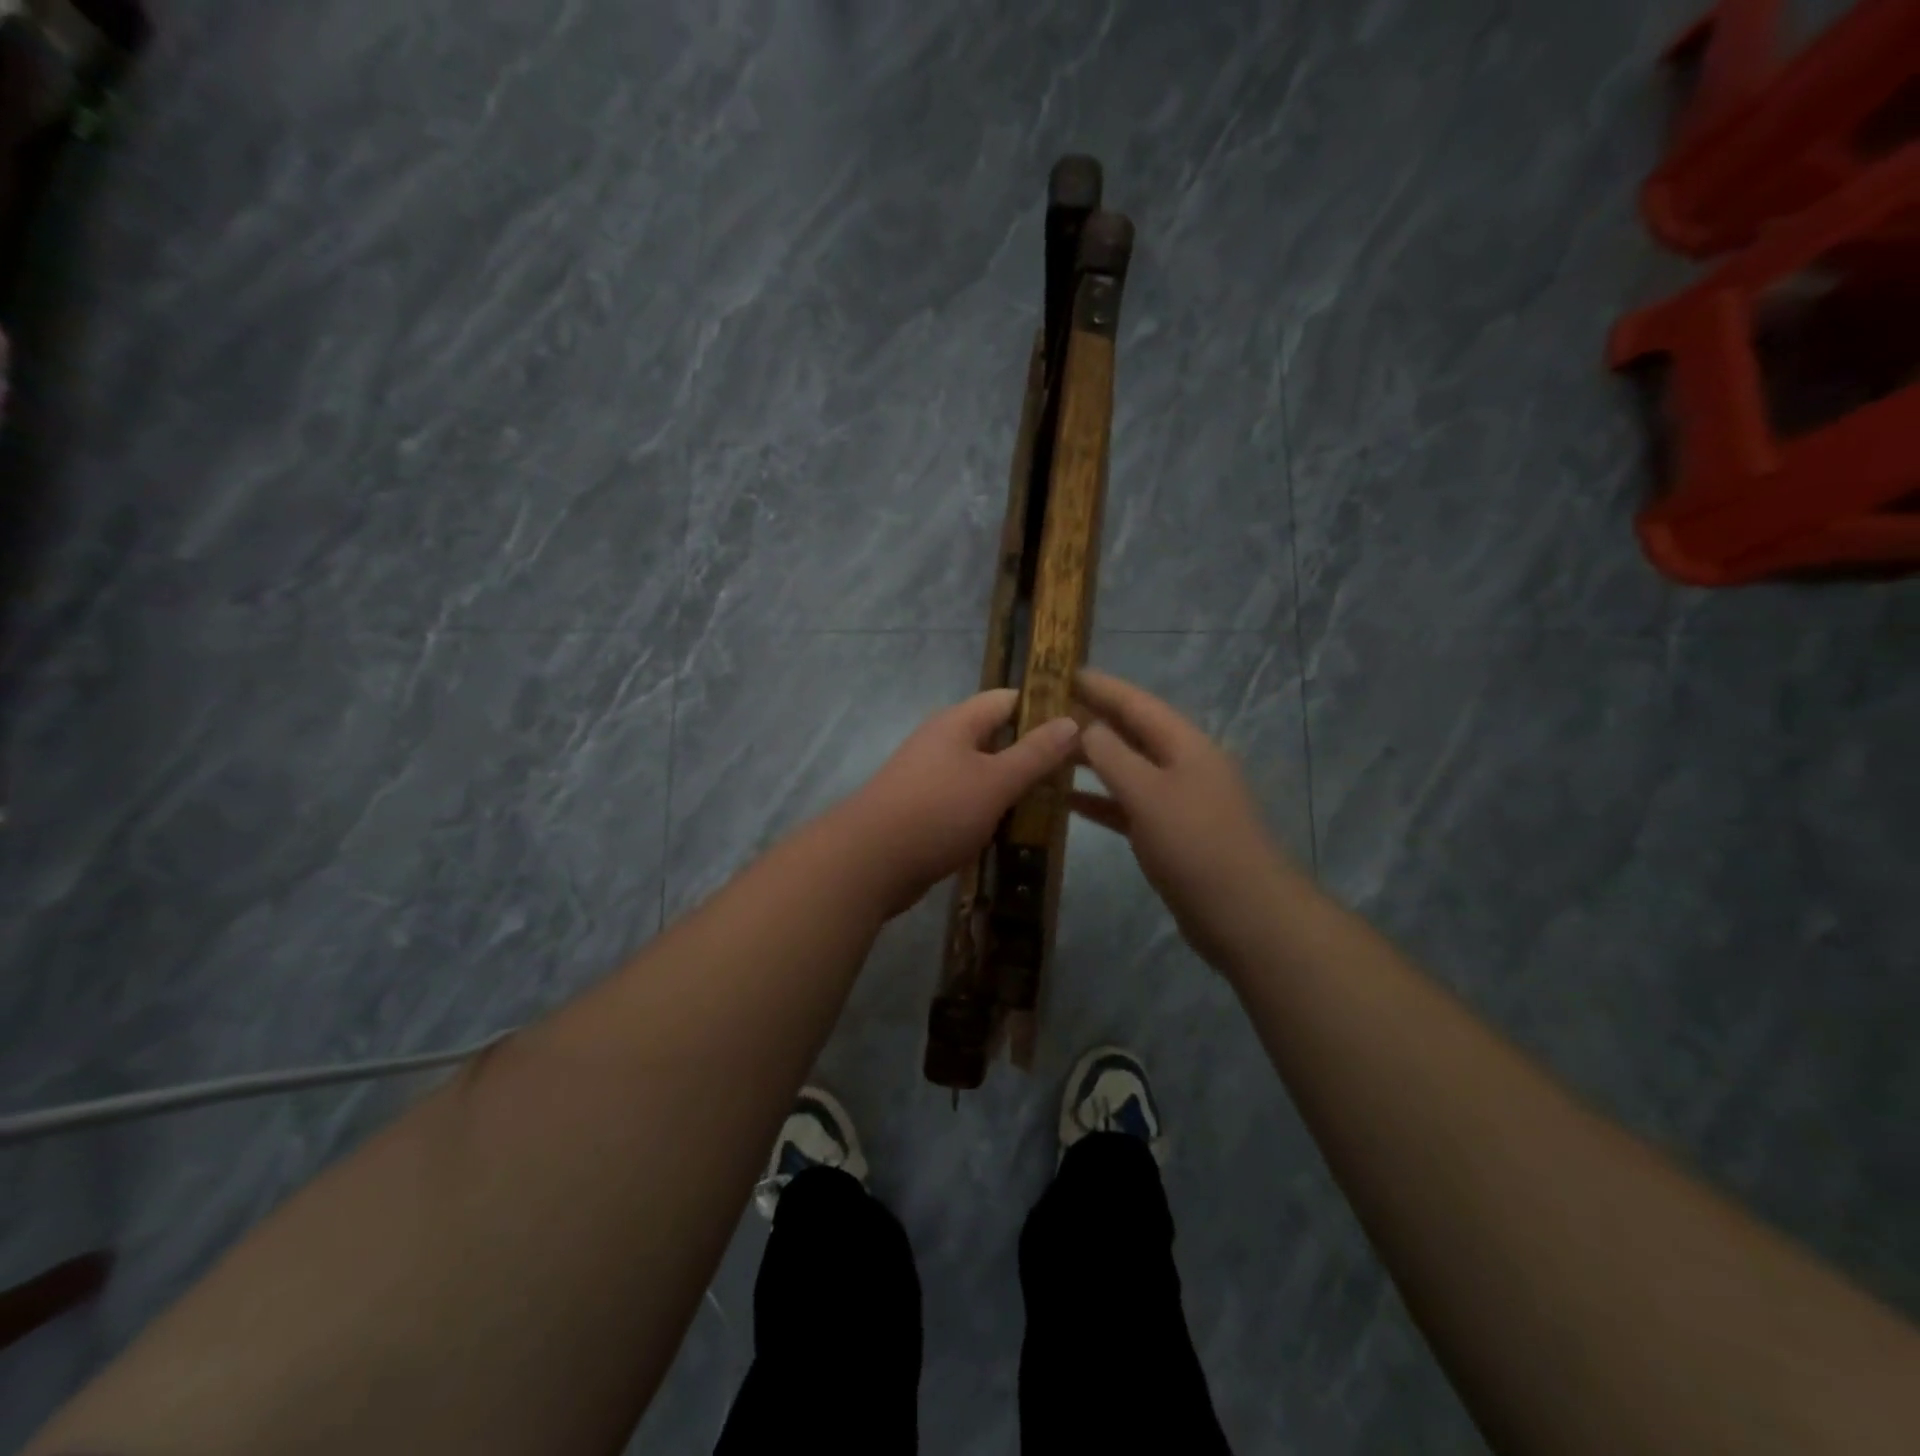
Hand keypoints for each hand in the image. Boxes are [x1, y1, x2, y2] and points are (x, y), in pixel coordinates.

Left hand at [840, 688, 1078, 916]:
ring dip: (1014, 786)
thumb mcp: (996, 781)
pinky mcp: (925, 810)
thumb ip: (1035, 753)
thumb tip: (1072, 720)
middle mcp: (942, 742)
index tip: (1082, 727)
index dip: (1044, 708)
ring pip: (983, 773)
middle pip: (996, 737)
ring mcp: (930, 777)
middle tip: (1075, 773)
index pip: (1008, 700)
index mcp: (957, 723)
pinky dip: (991, 811)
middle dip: (1033, 753)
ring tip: (1055, 803)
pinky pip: (967, 801)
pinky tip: (1016, 829)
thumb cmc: (937, 811)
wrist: (869, 862)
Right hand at [1072, 668, 1294, 968]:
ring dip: (1092, 760)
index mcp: (1185, 745)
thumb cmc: (1196, 845)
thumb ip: (1113, 757)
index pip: (1137, 703)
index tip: (1063, 671)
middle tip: (1046, 709)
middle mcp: (1183, 765)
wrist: (1245, 914)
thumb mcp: (1149, 794)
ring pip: (1127, 769)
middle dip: (1092, 719)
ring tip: (1049, 750)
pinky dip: (1100, 800)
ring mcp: (1178, 800)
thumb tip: (1086, 726)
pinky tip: (1067, 801)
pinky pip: (1128, 806)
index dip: (1101, 687)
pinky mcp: (1170, 834)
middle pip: (1132, 733)